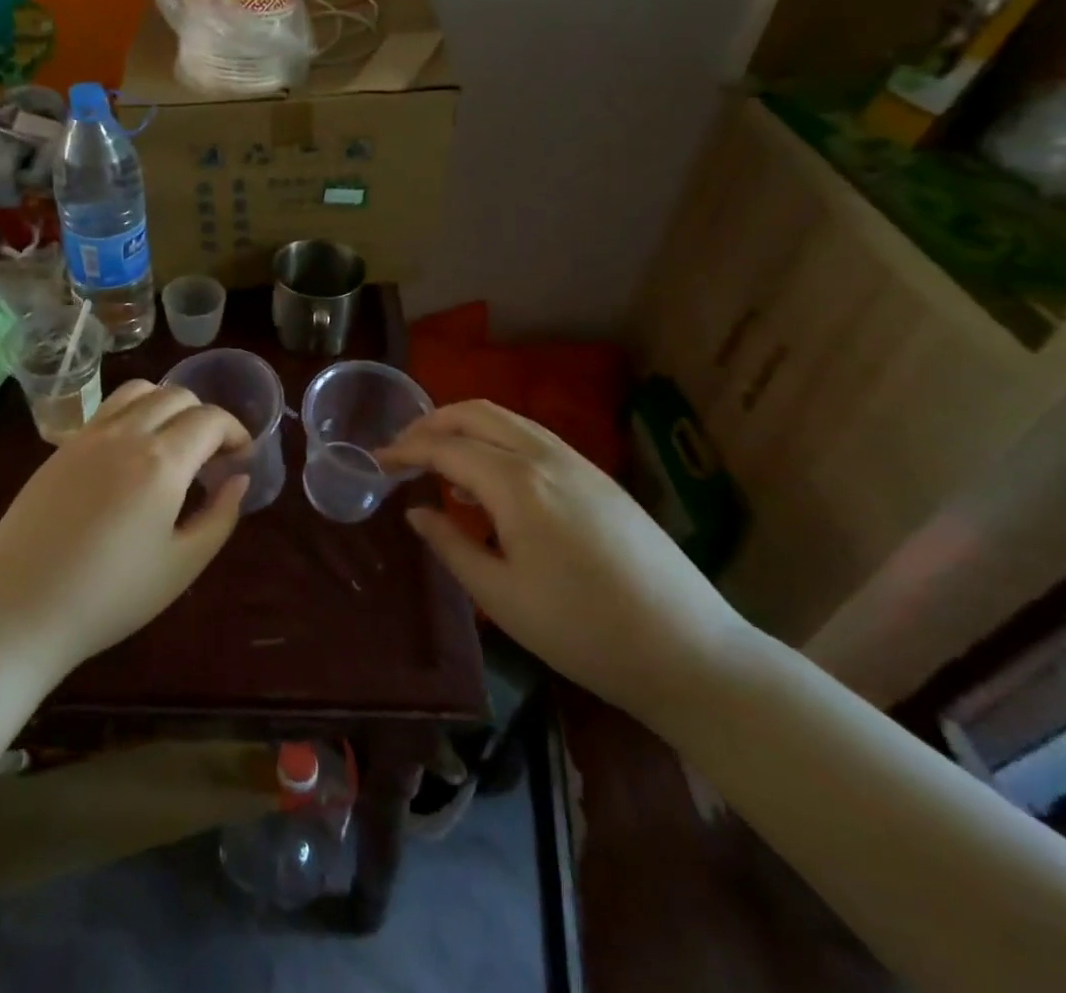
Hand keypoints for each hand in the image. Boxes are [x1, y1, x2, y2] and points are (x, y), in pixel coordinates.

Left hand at [0, 379, 250, 681]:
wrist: (18, 609)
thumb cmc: (110, 596)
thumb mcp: (182, 565)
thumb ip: (220, 516)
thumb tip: (238, 480)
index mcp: (161, 461)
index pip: (211, 419)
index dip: (237, 433)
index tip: (242, 459)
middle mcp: (126, 433)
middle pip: (178, 395)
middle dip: (206, 418)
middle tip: (212, 458)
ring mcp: (88, 435)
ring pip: (140, 390)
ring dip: (168, 405)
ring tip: (173, 445)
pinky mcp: (61, 447)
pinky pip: (108, 409)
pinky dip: (135, 414)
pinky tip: (132, 456)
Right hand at [379, 400, 752, 722]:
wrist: (689, 651)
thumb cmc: (583, 631)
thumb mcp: (501, 597)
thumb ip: (450, 545)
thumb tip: (416, 512)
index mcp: (516, 483)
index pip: (445, 448)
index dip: (405, 451)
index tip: (376, 462)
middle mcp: (545, 457)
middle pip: (476, 413)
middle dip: (432, 423)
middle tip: (403, 450)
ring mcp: (578, 462)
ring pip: (508, 419)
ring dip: (466, 427)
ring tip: (440, 460)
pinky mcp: (599, 477)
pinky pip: (534, 438)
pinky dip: (498, 440)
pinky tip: (492, 480)